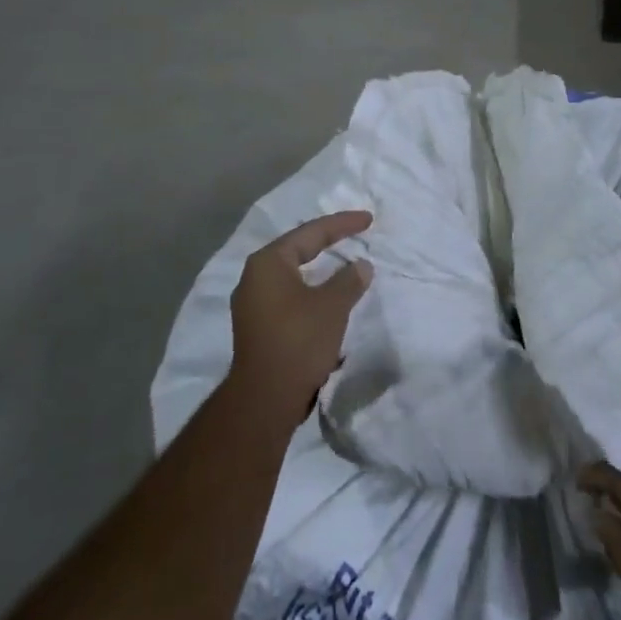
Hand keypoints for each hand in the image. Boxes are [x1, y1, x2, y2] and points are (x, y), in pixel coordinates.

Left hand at [226, 211, 373, 427]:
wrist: (265, 399)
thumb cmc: (299, 341)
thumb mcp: (333, 306)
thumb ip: (349, 280)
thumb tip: (361, 266)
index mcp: (269, 262)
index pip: (311, 232)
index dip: (343, 224)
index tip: (368, 219)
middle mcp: (254, 277)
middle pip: (298, 249)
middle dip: (328, 241)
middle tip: (355, 233)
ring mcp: (252, 303)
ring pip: (292, 274)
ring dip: (319, 268)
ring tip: (343, 263)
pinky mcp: (257, 327)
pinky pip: (288, 295)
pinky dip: (310, 290)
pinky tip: (326, 296)